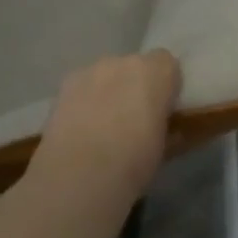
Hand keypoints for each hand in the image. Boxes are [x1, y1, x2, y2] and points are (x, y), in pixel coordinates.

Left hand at [27, 50, 182, 202]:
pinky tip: (82, 127)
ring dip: (110, 91)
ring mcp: (91, 70)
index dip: (166, 85)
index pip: (167, 63)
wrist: (79, 175)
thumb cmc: (134, 162)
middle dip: (137, 86)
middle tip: (135, 118)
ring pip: (107, 75)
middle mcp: (123, 62)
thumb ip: (170, 128)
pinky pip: (83, 86)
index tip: (165, 108)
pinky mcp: (65, 85)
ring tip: (104, 125)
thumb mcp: (165, 148)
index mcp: (156, 72)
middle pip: (135, 66)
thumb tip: (172, 129)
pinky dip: (86, 100)